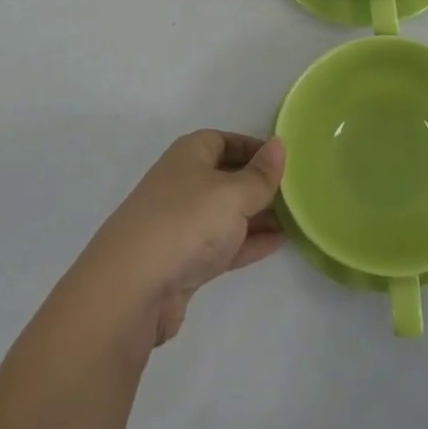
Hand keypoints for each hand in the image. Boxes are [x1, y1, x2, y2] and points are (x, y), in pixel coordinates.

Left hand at [75, 132, 285, 346]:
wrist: (131, 289)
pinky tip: (277, 243)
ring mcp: (180, 225)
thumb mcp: (233, 193)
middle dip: (258, 183)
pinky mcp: (183, 262)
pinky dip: (247, 242)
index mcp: (188, 156)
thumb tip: (279, 144)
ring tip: (295, 218)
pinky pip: (222, 244)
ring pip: (225, 213)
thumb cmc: (186, 222)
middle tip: (295, 192)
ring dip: (256, 215)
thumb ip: (261, 174)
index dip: (252, 147)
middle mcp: (181, 184)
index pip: (223, 139)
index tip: (283, 159)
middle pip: (225, 176)